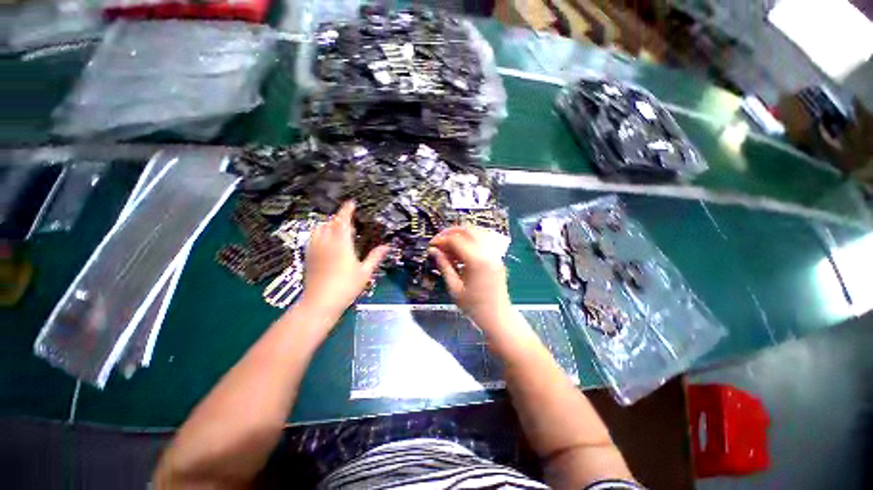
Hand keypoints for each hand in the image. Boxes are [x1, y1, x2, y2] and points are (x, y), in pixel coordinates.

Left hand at [301, 201, 388, 313]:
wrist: (320, 302)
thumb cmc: (346, 287)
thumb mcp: (365, 272)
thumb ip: (375, 257)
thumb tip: (387, 246)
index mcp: (341, 244)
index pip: (343, 221)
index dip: (346, 210)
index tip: (351, 202)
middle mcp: (326, 242)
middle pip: (330, 222)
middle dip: (339, 218)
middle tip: (349, 221)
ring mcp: (315, 249)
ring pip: (319, 229)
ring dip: (328, 224)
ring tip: (338, 230)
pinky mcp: (308, 256)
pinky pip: (313, 237)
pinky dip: (320, 233)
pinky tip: (327, 241)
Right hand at [429, 226, 510, 326]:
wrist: (498, 318)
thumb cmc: (474, 307)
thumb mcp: (454, 288)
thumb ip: (444, 266)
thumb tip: (433, 251)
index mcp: (476, 261)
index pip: (456, 240)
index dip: (441, 240)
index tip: (431, 246)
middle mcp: (488, 252)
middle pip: (468, 230)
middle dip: (451, 232)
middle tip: (439, 241)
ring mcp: (495, 254)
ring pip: (477, 232)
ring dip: (461, 234)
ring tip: (449, 244)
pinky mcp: (497, 257)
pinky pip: (484, 240)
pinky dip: (471, 240)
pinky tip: (462, 250)